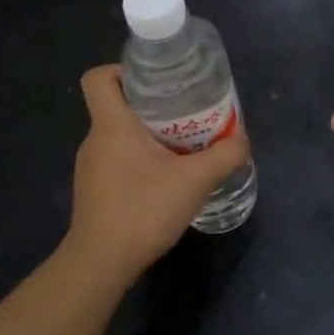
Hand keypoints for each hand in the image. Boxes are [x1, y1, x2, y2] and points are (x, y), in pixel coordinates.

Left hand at [65, 65, 252, 278]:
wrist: (102, 264)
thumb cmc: (143, 209)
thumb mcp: (195, 180)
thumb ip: (225, 155)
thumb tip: (242, 140)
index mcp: (112, 125)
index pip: (99, 78)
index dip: (122, 70)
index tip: (155, 81)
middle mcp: (95, 140)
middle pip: (116, 105)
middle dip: (151, 105)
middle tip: (186, 114)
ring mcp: (91, 168)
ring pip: (119, 136)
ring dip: (148, 135)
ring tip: (183, 147)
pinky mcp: (94, 191)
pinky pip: (117, 161)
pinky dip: (140, 160)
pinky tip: (167, 179)